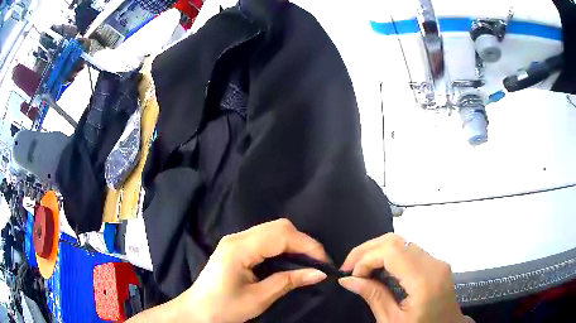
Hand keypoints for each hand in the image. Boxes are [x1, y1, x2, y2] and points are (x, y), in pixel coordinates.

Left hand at [183, 219, 329, 322]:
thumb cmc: (224, 308)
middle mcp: (237, 237)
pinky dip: (282, 246)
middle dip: (302, 242)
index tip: (324, 262)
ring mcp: (235, 240)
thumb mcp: (258, 298)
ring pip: (273, 230)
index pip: (281, 235)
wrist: (196, 311)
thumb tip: (319, 273)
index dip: (307, 245)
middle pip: (278, 227)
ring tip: (308, 262)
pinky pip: (265, 239)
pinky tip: (289, 260)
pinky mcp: (236, 247)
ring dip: (294, 243)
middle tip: (317, 262)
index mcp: (239, 248)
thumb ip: (288, 281)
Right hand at [338, 233, 464, 322]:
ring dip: (378, 251)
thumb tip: (347, 280)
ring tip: (360, 268)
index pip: (392, 250)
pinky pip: (409, 251)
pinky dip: (390, 256)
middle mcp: (434, 264)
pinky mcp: (436, 264)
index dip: (366, 258)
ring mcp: (437, 262)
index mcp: (425, 280)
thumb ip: (373, 296)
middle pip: (396, 240)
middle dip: (368, 249)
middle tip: (348, 267)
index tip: (351, 276)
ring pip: (402, 243)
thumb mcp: (392, 321)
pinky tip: (378, 269)